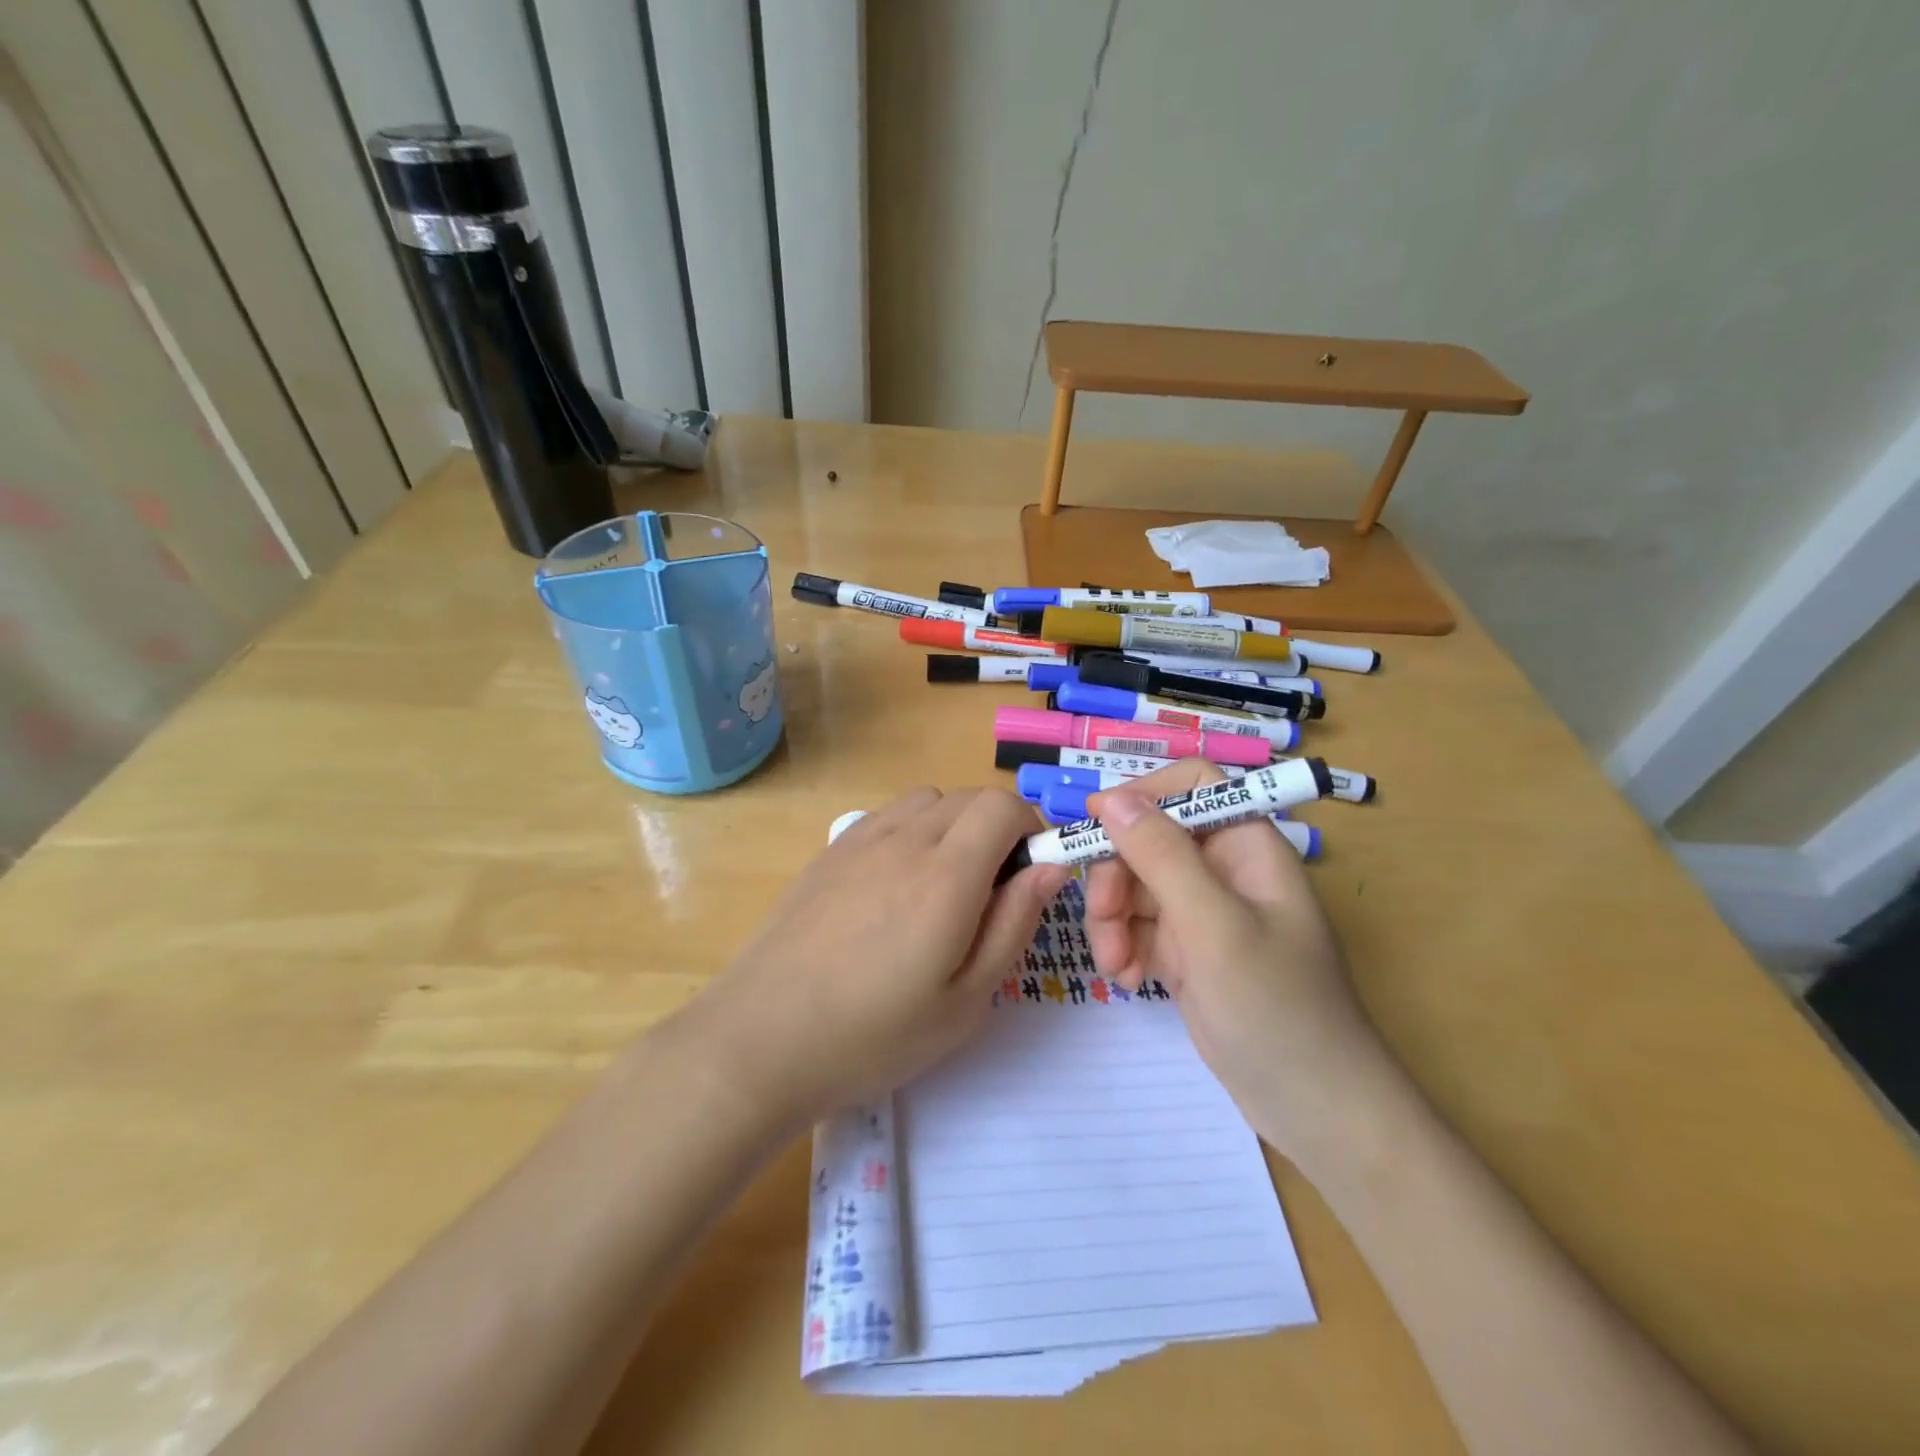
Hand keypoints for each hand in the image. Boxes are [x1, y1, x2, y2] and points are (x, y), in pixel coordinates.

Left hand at [687, 787, 1069, 1124]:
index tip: (1029, 874)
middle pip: (968, 796)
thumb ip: (1014, 924)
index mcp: (946, 874)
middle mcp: (905, 839)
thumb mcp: (965, 1000)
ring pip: (927, 799)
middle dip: (997, 827)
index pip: (1003, 806)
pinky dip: (911, 830)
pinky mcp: (829, 851)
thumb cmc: (874, 1035)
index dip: (1029, 829)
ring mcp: (860, 840)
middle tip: (992, 890)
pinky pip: (887, 816)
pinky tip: (894, 886)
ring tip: (943, 885)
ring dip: (953, 824)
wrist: (762, 1040)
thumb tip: (1051, 867)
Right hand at [1085, 761, 1388, 1163]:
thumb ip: (1161, 855)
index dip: (1142, 793)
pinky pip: (1137, 926)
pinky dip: (1124, 947)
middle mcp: (1223, 868)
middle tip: (1103, 921)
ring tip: (1116, 967)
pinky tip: (1130, 980)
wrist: (1314, 1108)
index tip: (1096, 824)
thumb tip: (1109, 797)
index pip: (1192, 784)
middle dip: (1116, 876)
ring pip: (1134, 883)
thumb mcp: (1214, 925)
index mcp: (1246, 844)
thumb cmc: (1276, 1007)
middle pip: (1148, 837)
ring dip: (1112, 919)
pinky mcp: (1187, 950)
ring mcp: (1203, 911)